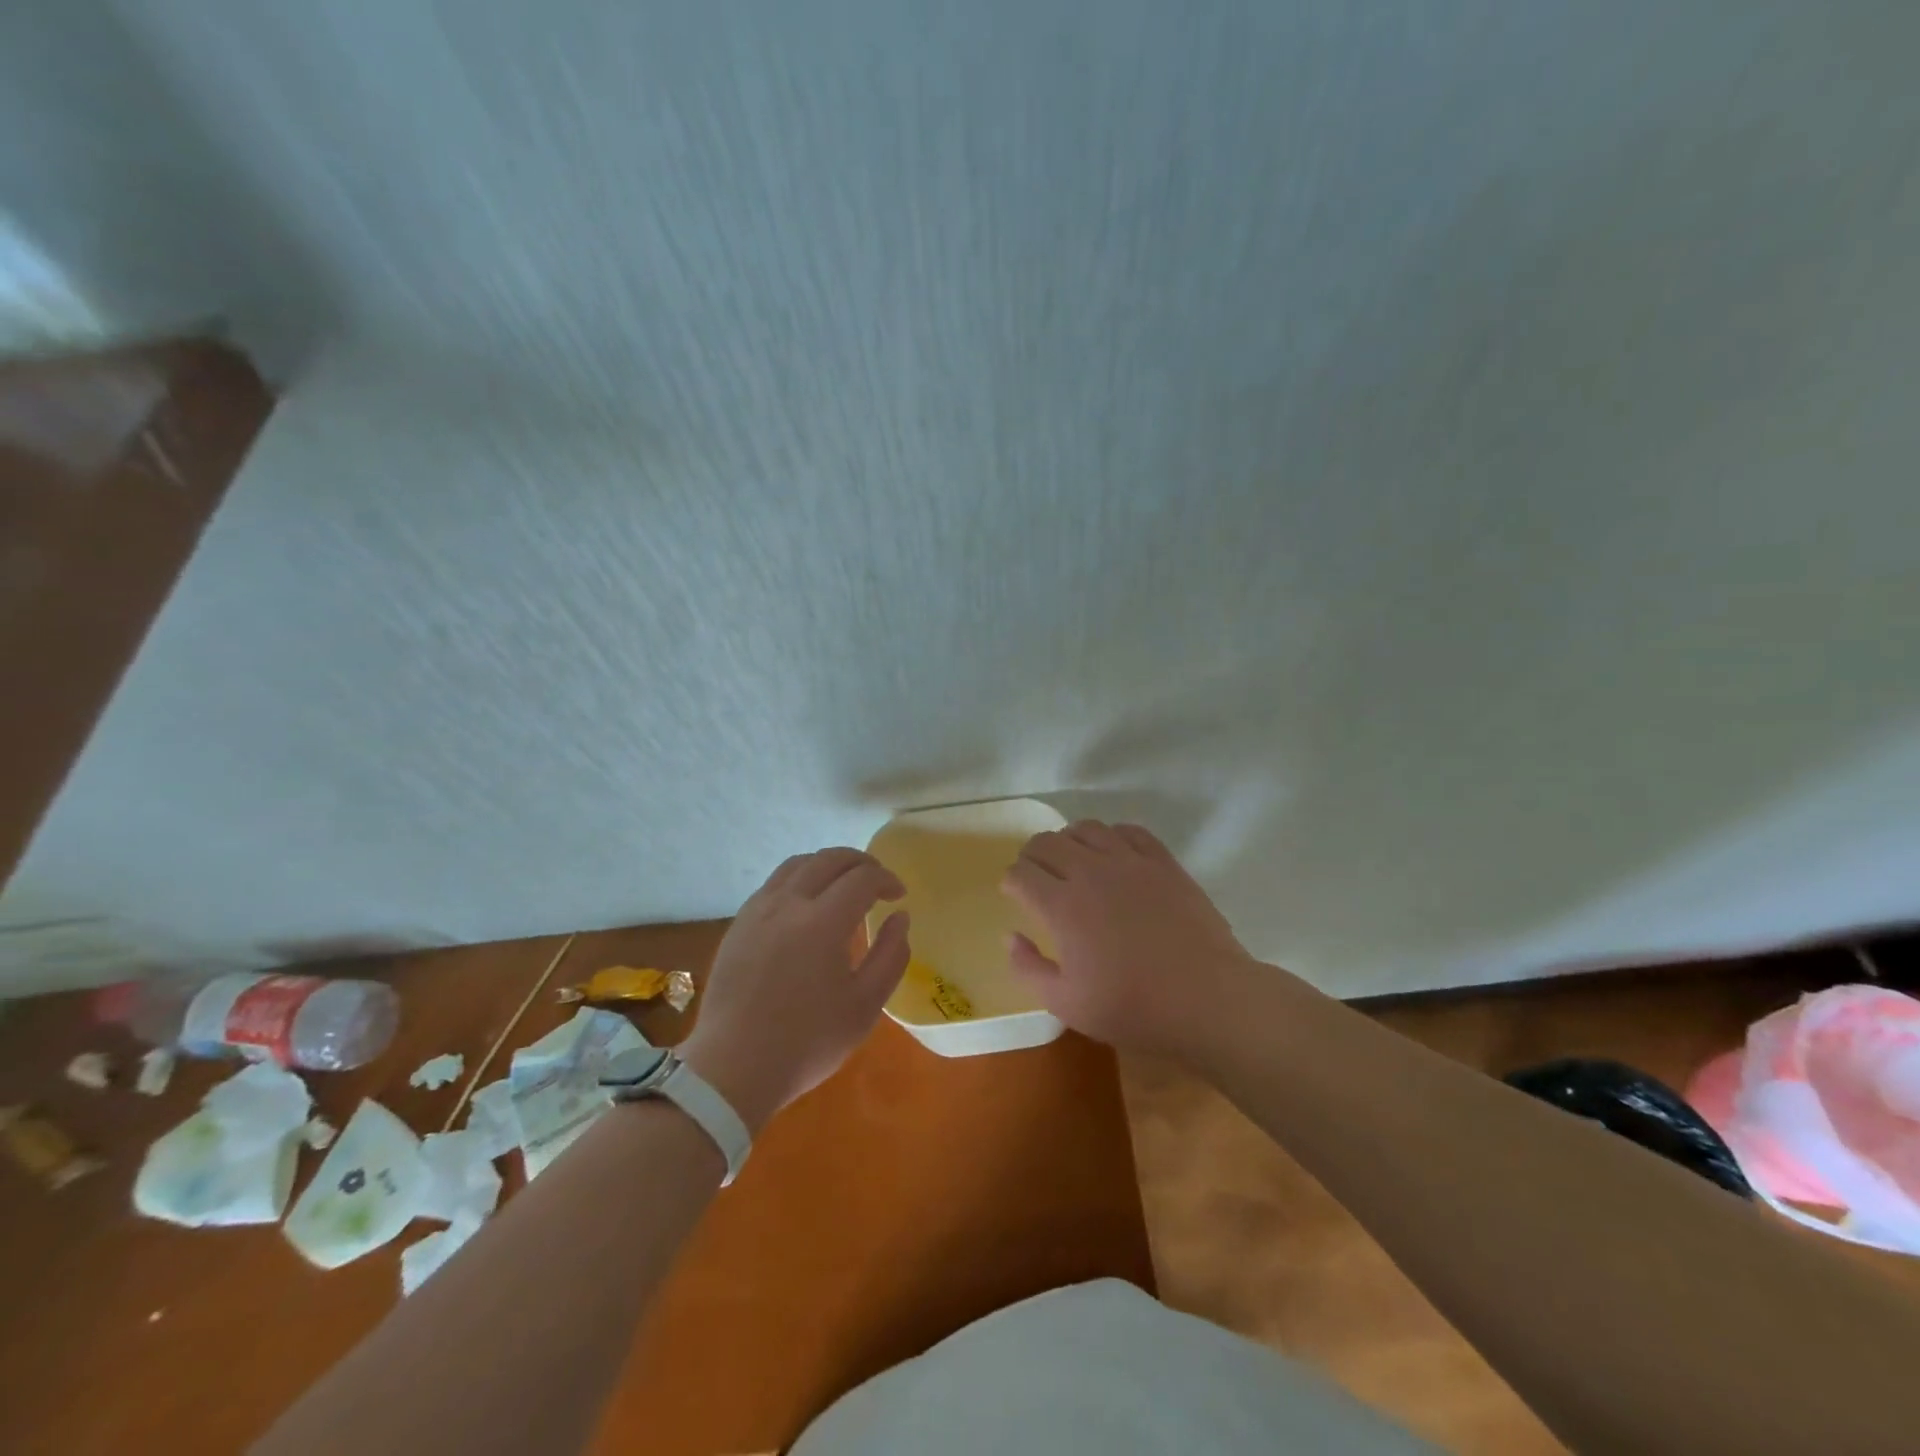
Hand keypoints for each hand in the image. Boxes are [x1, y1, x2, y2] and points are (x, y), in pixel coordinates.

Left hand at [679, 848, 909, 1132]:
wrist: (733, 1068)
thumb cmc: (807, 1041)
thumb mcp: (864, 1007)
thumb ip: (890, 956)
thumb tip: (900, 918)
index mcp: (822, 922)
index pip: (862, 878)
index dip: (886, 879)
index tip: (899, 896)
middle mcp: (788, 903)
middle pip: (828, 859)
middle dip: (860, 862)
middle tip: (877, 880)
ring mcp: (758, 910)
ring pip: (797, 864)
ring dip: (827, 865)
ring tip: (843, 884)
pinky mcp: (739, 924)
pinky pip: (774, 883)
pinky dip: (800, 879)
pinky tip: (806, 904)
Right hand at [1000, 820, 1259, 1059]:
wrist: (1207, 999)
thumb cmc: (1133, 1007)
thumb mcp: (1067, 1004)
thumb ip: (1028, 968)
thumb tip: (1011, 936)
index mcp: (1062, 906)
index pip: (1020, 873)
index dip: (1011, 882)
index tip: (1015, 895)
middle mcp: (1090, 872)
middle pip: (1046, 842)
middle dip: (1032, 857)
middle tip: (1038, 878)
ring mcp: (1129, 862)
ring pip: (1085, 828)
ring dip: (1070, 842)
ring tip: (1074, 864)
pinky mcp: (1162, 861)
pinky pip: (1128, 830)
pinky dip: (1112, 837)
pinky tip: (1114, 857)